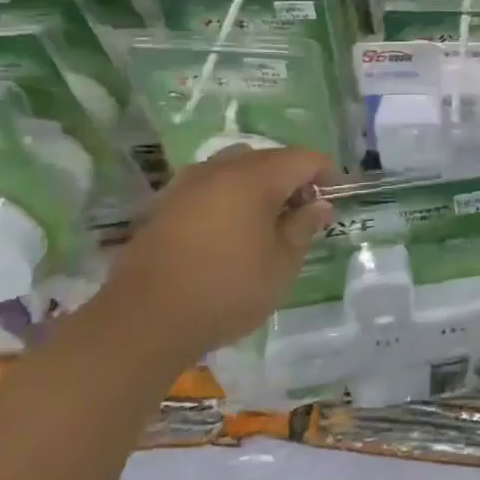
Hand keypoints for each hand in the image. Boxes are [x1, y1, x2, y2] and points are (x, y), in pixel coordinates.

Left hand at [105, 147, 335, 361]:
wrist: (144, 321)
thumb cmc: (227, 290)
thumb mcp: (282, 263)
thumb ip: (304, 226)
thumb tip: (319, 205)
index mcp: (256, 177)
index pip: (304, 158)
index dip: (326, 173)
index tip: (335, 197)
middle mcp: (221, 169)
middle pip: (269, 159)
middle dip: (292, 178)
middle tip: (303, 212)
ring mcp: (187, 184)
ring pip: (235, 169)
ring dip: (258, 186)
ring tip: (266, 221)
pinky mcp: (163, 205)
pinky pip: (208, 187)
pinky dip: (227, 198)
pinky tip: (229, 231)